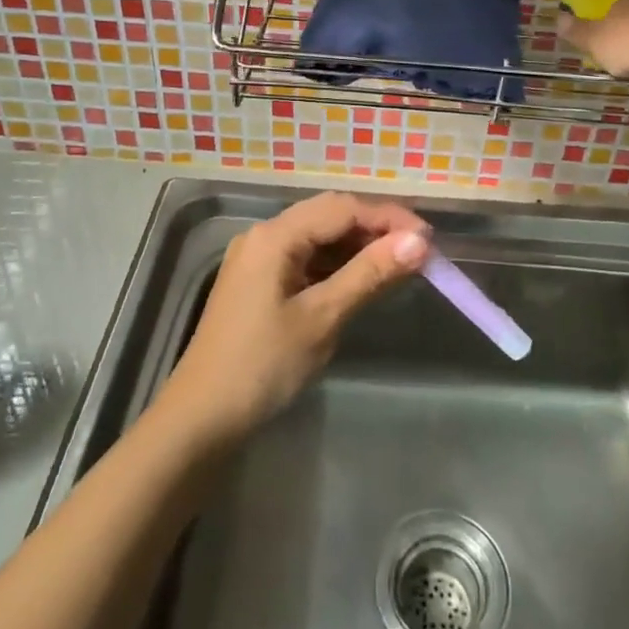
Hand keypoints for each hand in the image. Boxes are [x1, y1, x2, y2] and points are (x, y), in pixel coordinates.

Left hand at [156, 192, 430, 445]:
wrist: (199, 420)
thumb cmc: (261, 366)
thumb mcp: (321, 318)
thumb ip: (369, 274)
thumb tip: (419, 243)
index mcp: (274, 236)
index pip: (341, 208)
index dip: (388, 218)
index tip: (429, 239)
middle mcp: (264, 236)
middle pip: (329, 215)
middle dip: (375, 227)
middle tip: (417, 250)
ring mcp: (258, 259)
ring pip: (318, 237)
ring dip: (357, 245)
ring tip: (398, 263)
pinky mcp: (258, 283)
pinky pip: (306, 258)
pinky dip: (337, 264)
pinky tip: (361, 279)